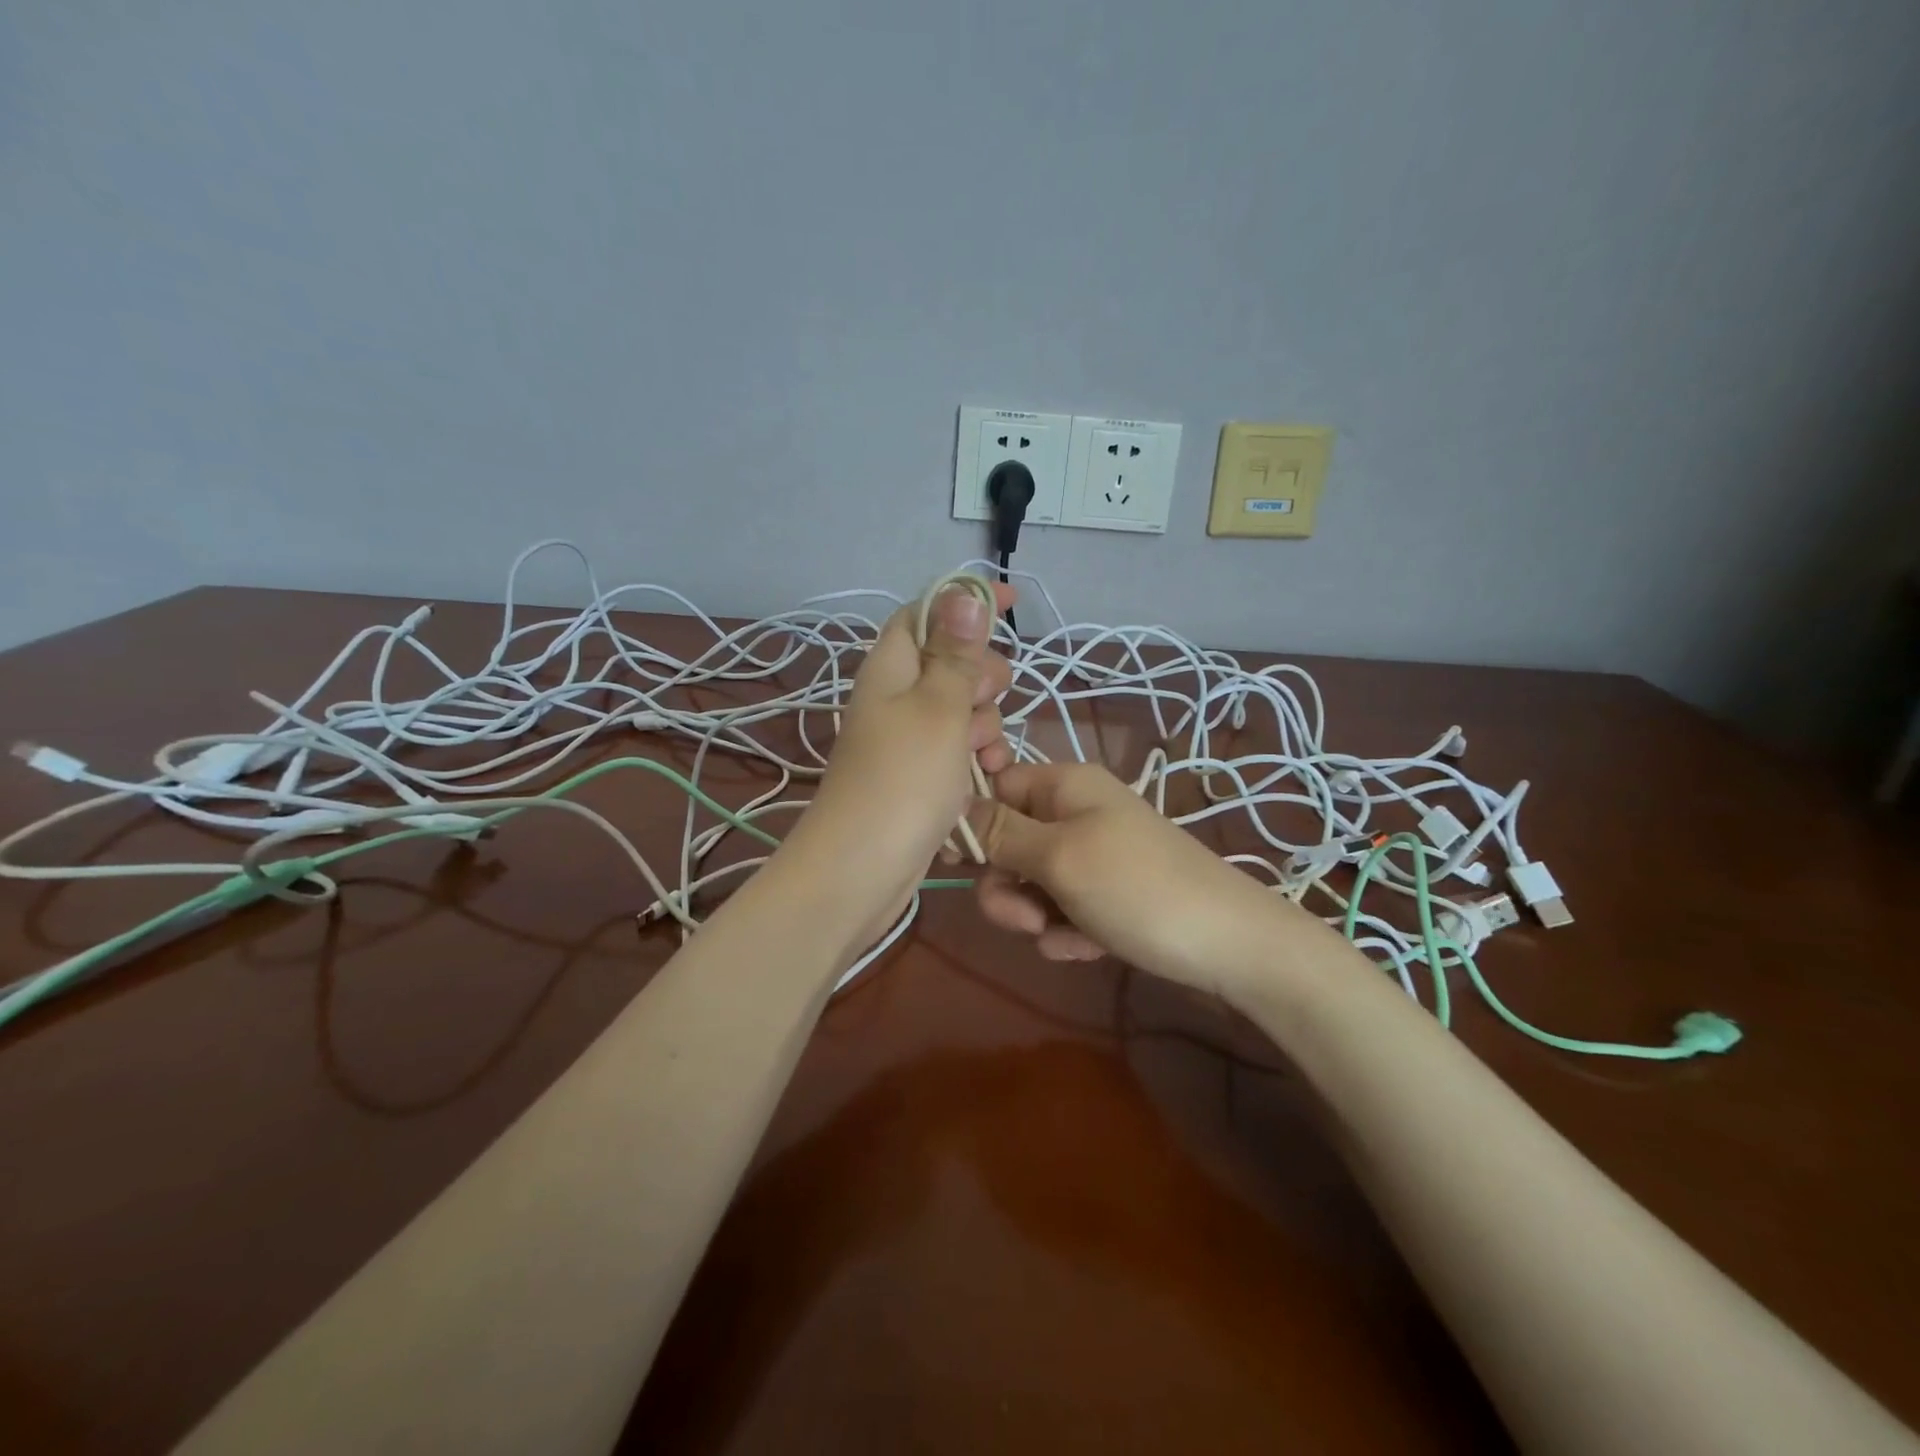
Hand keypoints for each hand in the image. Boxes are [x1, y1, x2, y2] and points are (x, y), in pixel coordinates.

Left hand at [785, 581, 1013, 943]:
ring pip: (961, 714)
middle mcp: (895, 698)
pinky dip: (972, 764)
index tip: (1013, 601)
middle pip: (951, 665)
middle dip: (983, 679)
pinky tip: (982, 785)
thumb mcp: (939, 708)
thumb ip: (955, 653)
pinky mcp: (916, 778)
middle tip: (989, 699)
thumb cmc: (903, 780)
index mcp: (891, 667)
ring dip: (984, 729)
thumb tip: (963, 593)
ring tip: (985, 759)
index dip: (966, 602)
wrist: (861, 870)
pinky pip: (955, 755)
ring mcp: (905, 741)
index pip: (926, 613)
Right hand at [969, 762, 1306, 998]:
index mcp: (1064, 785)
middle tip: (1027, 918)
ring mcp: (1093, 855)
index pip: (994, 787)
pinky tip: (1089, 947)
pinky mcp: (1106, 895)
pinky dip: (1067, 931)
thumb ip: (1000, 832)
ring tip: (1064, 936)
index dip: (973, 824)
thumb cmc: (1137, 888)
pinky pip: (1062, 909)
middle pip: (1008, 842)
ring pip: (1031, 882)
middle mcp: (1075, 812)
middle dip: (1008, 885)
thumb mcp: (1059, 856)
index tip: (960, 864)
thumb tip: (952, 801)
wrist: (1230, 946)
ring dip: (1036, 915)